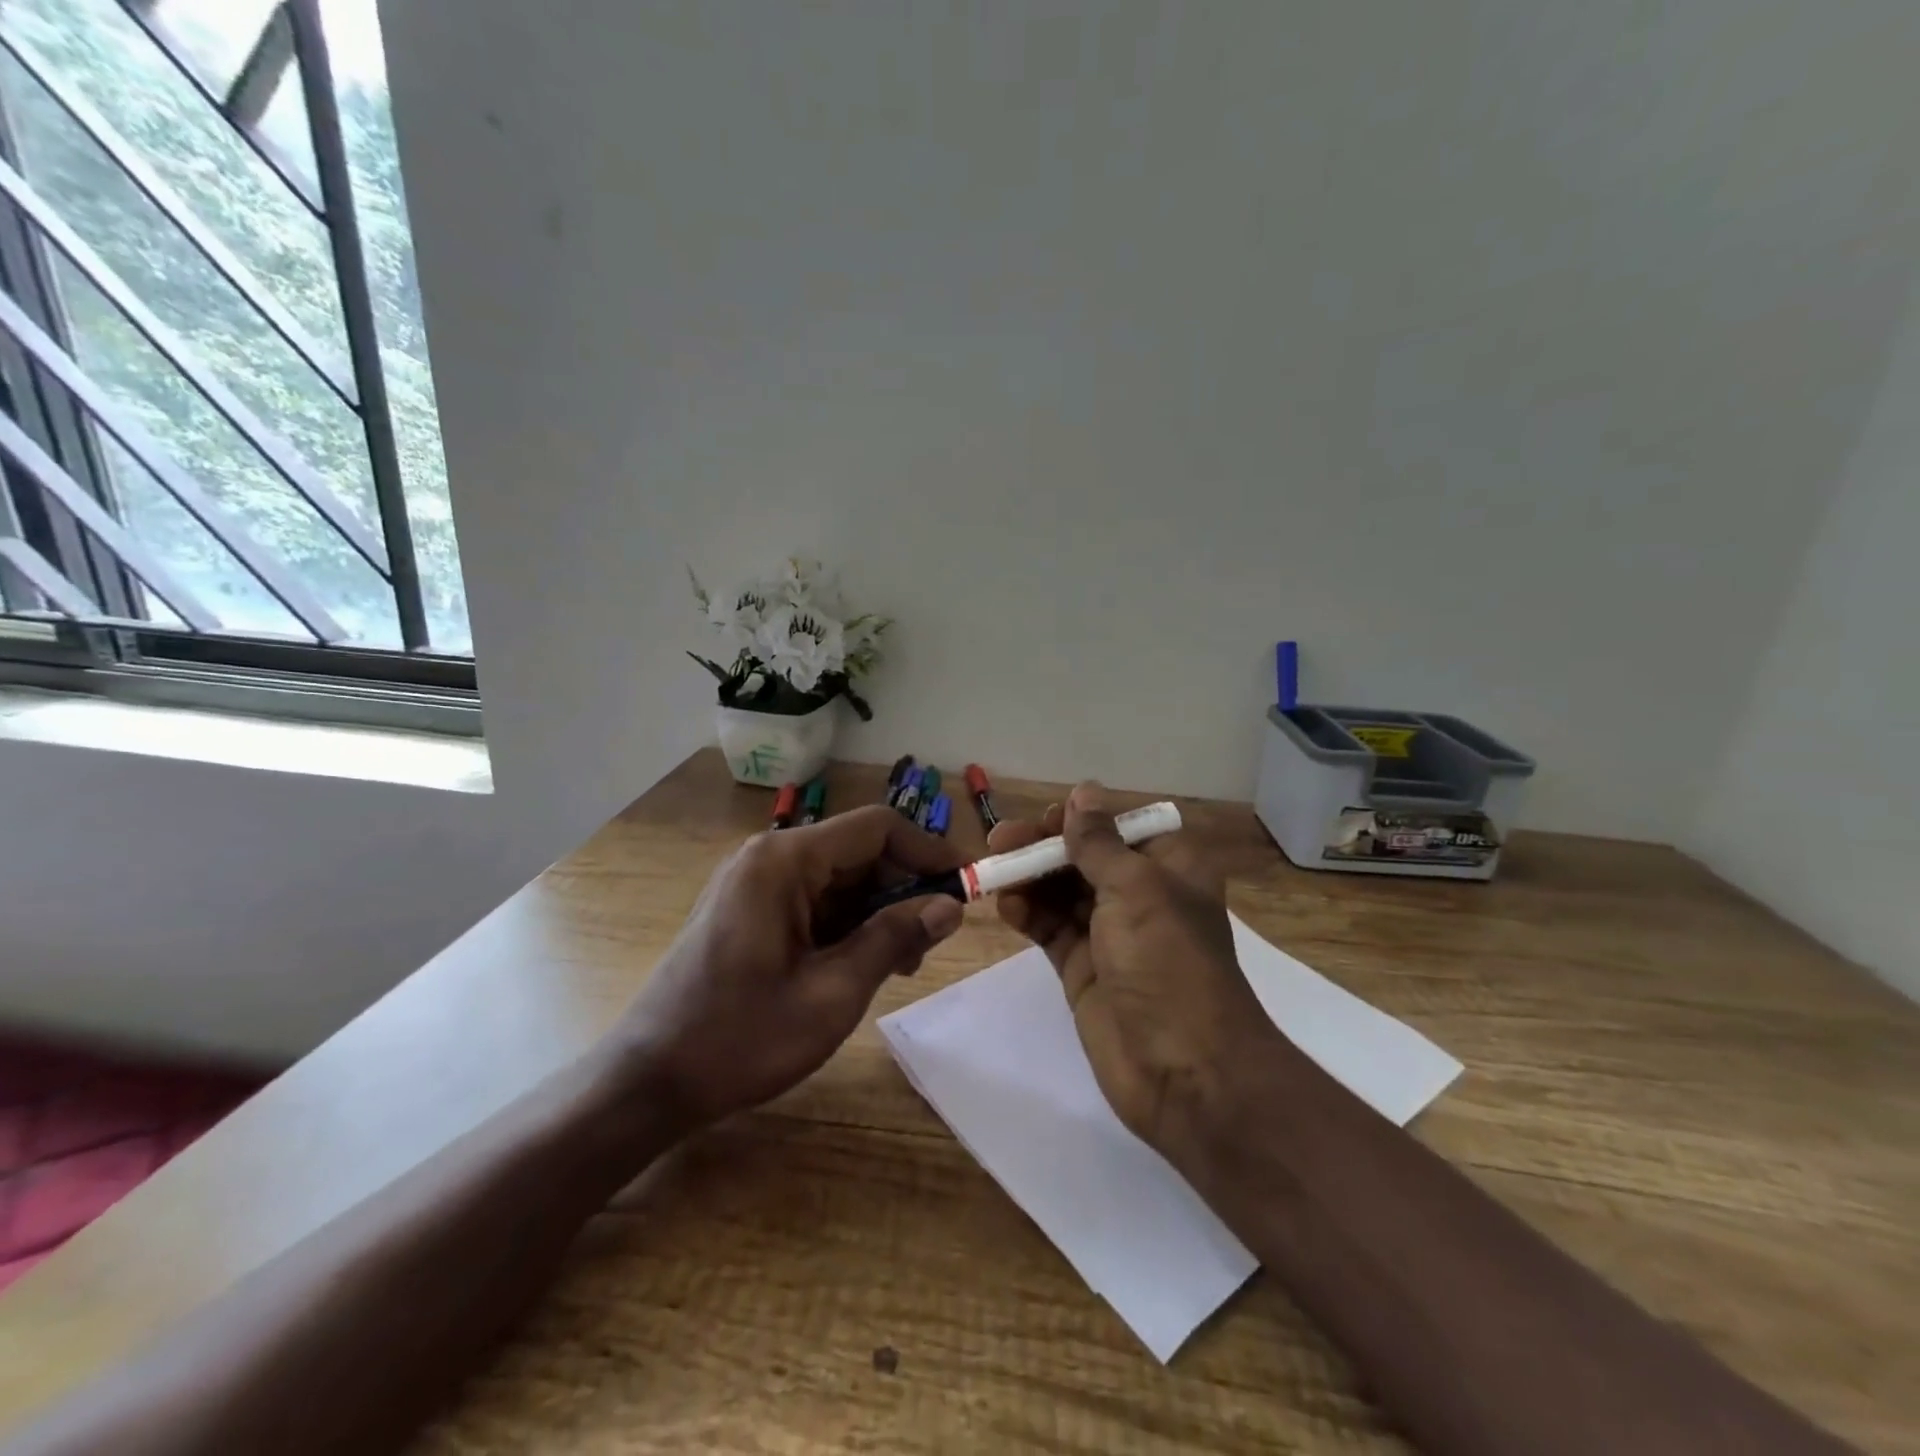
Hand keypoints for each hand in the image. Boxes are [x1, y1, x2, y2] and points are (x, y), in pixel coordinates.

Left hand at [618, 806, 965, 1127]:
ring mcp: (754, 882)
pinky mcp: (748, 908)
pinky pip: (813, 900)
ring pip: (838, 879)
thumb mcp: (832, 993)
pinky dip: (846, 924)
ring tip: (902, 963)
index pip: (876, 828)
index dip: (927, 852)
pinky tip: (862, 964)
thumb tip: (949, 906)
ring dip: (877, 912)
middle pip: (858, 852)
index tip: (965, 887)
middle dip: (903, 889)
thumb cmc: (740, 1038)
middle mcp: (768, 856)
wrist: (646, 1082)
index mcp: (784, 861)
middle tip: (932, 941)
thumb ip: (894, 939)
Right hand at [991, 783, 1277, 1155]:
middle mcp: (1142, 896)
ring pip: (1063, 892)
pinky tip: (1006, 905)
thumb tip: (1083, 791)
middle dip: (1044, 846)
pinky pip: (1052, 930)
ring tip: (994, 869)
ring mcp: (1111, 935)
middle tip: (1000, 840)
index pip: (1120, 828)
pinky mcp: (1085, 970)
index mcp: (1170, 868)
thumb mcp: (1135, 888)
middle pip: (1086, 857)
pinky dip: (1029, 915)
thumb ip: (1099, 842)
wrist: (1185, 1071)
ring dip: (1030, 878)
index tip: (1045, 818)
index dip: (1083, 819)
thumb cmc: (1168, 962)